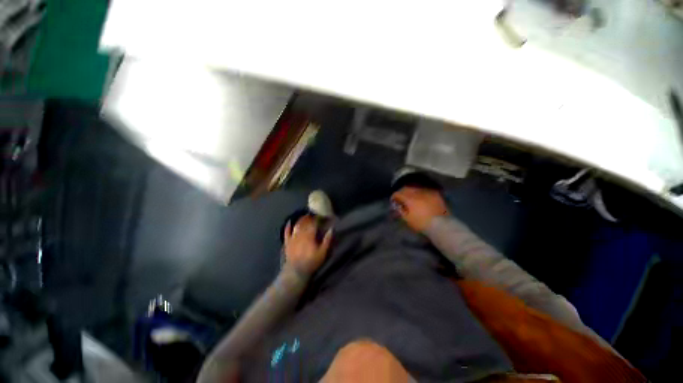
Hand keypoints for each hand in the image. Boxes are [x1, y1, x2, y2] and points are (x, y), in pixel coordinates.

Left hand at [284, 215, 332, 275]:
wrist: (296, 271)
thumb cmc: (312, 262)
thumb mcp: (323, 252)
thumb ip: (327, 240)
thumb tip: (331, 229)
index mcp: (310, 235)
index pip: (314, 223)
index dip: (317, 218)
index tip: (321, 216)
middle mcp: (301, 234)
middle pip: (305, 222)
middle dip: (309, 217)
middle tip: (313, 215)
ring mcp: (293, 237)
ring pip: (297, 225)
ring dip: (301, 220)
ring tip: (305, 217)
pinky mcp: (287, 242)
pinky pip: (286, 232)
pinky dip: (288, 226)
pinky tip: (289, 222)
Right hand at [391, 186, 449, 231]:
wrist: (441, 225)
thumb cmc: (421, 224)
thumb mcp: (407, 219)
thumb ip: (400, 210)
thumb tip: (396, 205)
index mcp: (409, 199)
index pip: (398, 194)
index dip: (394, 197)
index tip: (393, 200)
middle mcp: (418, 192)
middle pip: (406, 188)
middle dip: (402, 192)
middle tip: (401, 197)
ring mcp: (427, 192)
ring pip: (416, 187)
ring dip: (411, 190)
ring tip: (410, 195)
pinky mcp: (435, 194)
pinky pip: (425, 189)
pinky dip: (420, 191)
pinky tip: (420, 195)